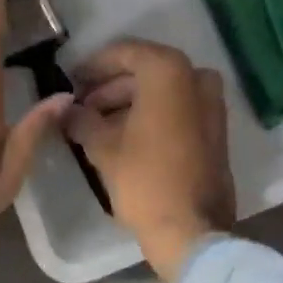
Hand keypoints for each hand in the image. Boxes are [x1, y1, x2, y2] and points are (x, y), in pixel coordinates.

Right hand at [63, 39, 235, 282]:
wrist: (192, 229)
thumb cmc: (144, 180)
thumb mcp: (103, 147)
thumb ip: (81, 119)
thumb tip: (66, 110)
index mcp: (168, 71)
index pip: (123, 53)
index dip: (93, 66)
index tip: (71, 81)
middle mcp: (195, 77)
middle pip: (144, 72)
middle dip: (110, 88)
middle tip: (80, 107)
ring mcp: (211, 103)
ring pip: (162, 92)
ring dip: (129, 102)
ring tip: (95, 125)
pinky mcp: (215, 129)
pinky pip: (178, 109)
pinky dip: (151, 114)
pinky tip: (123, 135)